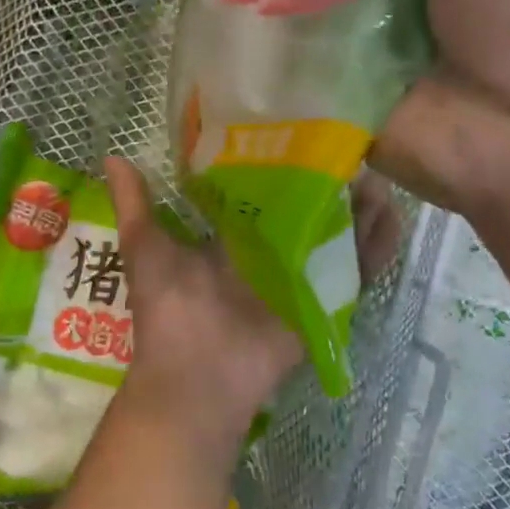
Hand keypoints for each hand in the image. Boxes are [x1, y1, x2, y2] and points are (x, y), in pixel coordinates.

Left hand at [102, 159, 400, 469]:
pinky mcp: (322, 302)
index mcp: (233, 239)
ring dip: (359, 210)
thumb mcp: (146, 249)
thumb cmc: (169, 310)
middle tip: (353, 147)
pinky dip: (377, 249)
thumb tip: (113, 157)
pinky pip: (356, 273)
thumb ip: (135, 206)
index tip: (304, 130)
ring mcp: (300, 277)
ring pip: (338, 236)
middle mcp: (270, 254)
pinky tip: (396, 218)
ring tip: (381, 174)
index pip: (266, 193)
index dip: (286, 166)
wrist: (195, 378)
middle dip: (331, 184)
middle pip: (310, 211)